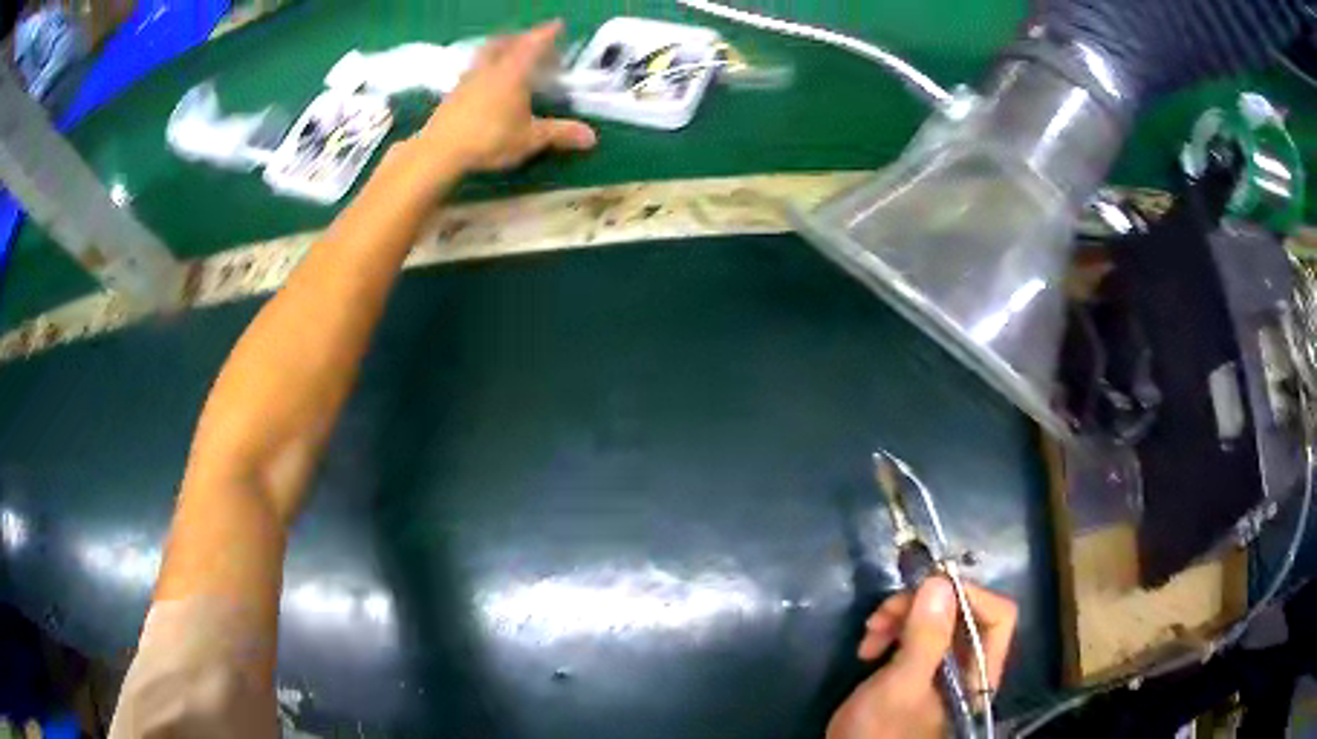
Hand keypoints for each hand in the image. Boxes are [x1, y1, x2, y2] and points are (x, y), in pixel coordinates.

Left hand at [415, 21, 596, 173]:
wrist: (440, 151)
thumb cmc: (490, 139)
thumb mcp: (530, 138)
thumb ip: (560, 133)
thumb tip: (592, 137)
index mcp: (513, 72)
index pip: (533, 44)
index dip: (547, 33)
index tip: (557, 24)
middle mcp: (490, 68)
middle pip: (505, 43)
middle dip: (521, 38)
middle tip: (533, 42)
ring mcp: (468, 79)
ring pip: (486, 54)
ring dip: (500, 49)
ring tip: (508, 57)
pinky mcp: (453, 93)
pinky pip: (473, 70)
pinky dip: (485, 68)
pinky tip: (486, 82)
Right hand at [827, 578, 1016, 738]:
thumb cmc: (879, 732)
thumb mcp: (901, 686)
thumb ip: (926, 638)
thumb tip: (940, 581)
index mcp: (978, 674)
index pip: (997, 618)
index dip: (968, 596)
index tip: (927, 589)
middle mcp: (966, 667)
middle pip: (962, 614)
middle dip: (922, 606)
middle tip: (884, 613)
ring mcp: (941, 669)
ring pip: (935, 621)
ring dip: (901, 617)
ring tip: (870, 632)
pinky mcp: (917, 670)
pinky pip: (914, 635)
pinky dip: (892, 632)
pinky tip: (868, 647)